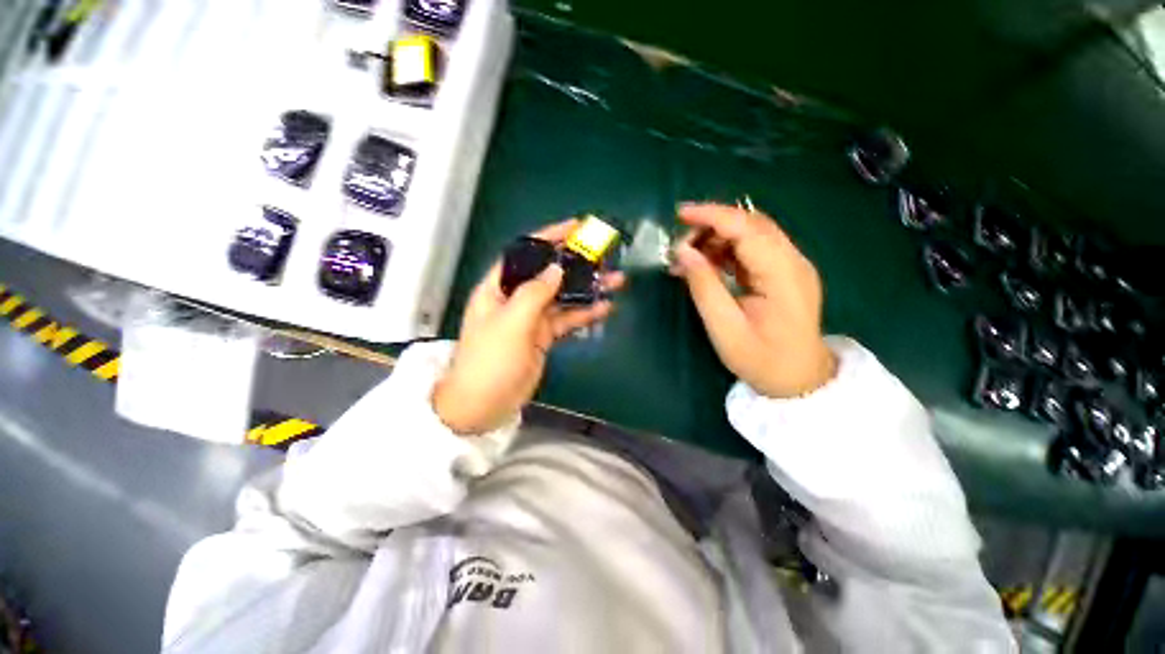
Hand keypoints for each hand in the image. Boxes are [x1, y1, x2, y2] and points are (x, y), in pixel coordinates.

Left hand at [433, 220, 625, 434]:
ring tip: (615, 280)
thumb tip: (556, 268)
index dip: (549, 237)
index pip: (525, 253)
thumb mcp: (511, 323)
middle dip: (575, 263)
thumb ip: (535, 293)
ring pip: (562, 297)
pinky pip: (566, 319)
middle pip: (548, 273)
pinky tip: (604, 307)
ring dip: (587, 288)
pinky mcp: (543, 337)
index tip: (575, 227)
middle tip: (603, 254)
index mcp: (498, 287)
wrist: (483, 404)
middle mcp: (515, 298)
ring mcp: (531, 318)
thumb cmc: (490, 360)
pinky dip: (584, 313)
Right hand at [671, 203, 835, 397]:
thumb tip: (682, 252)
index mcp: (783, 274)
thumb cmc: (761, 360)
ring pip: (751, 234)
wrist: (799, 379)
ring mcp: (790, 266)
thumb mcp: (724, 328)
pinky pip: (751, 250)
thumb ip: (704, 286)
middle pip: (751, 224)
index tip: (679, 214)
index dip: (712, 215)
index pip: (747, 228)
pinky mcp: (782, 273)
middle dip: (712, 225)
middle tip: (679, 245)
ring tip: (688, 258)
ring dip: (717, 238)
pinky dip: (725, 251)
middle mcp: (792, 261)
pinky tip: (705, 265)